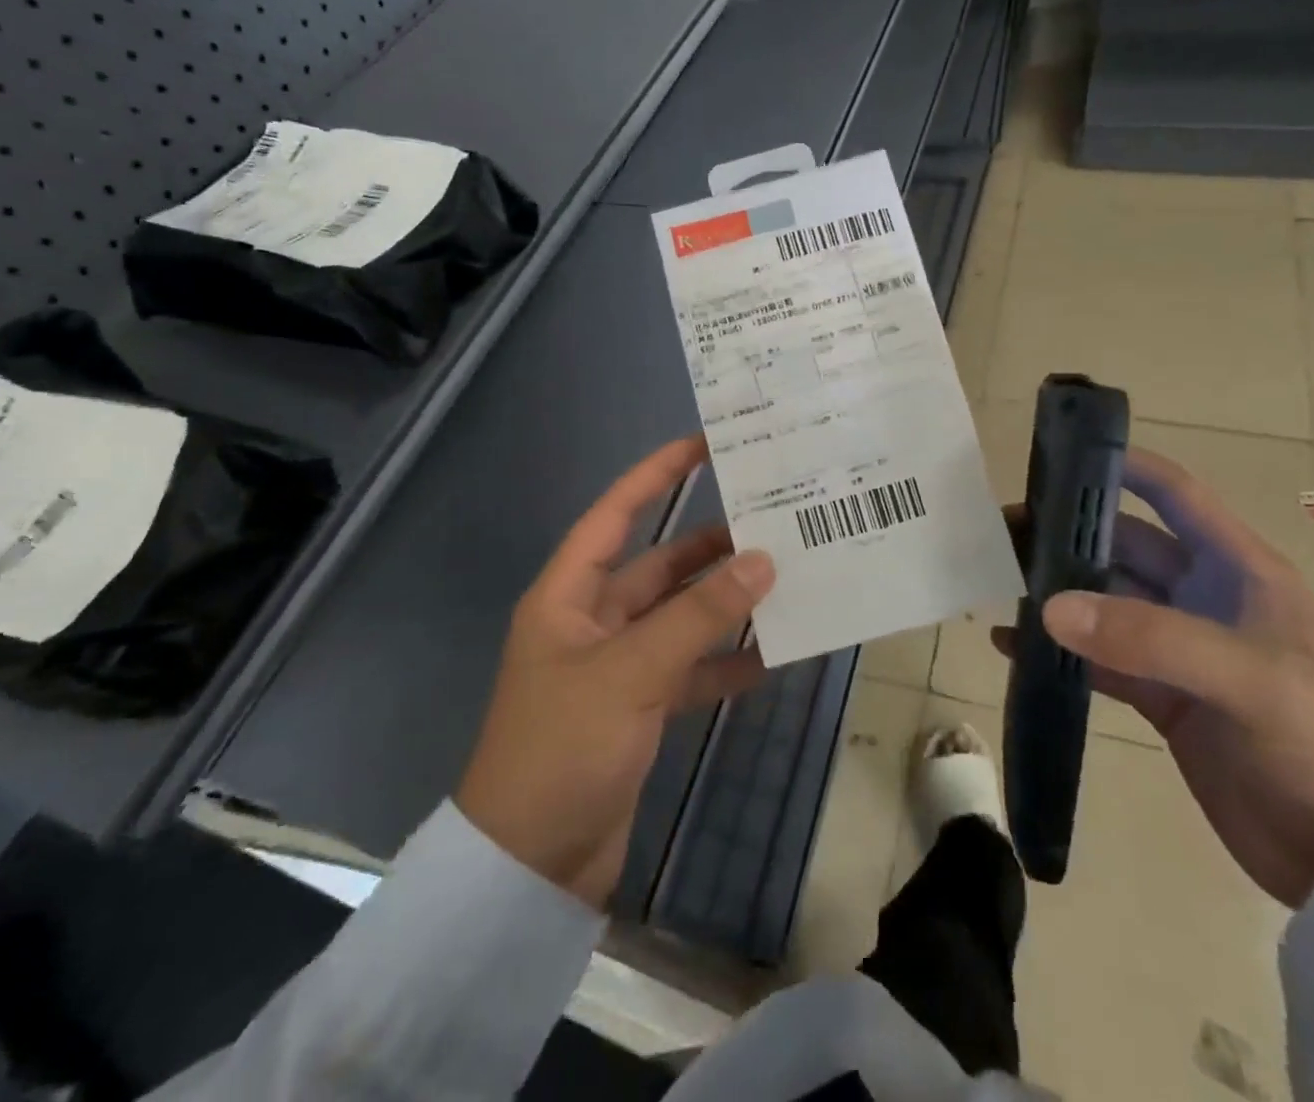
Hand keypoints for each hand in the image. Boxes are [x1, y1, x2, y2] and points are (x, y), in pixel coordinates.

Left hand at [456, 437, 772, 908]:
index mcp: (569, 596)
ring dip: (725, 605)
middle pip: (659, 567)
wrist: (528, 868)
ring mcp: (619, 666)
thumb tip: (761, 561)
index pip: (615, 514)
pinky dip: (725, 663)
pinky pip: (690, 669)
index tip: (703, 445)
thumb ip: (698, 617)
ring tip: (785, 580)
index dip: (654, 475)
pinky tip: (771, 656)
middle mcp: (594, 621)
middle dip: (711, 547)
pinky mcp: (640, 708)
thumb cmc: (562, 748)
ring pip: (681, 618)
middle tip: (772, 522)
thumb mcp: (630, 673)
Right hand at [994, 448, 1313, 907]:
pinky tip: (1011, 645)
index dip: (1124, 467)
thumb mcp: (1246, 677)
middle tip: (1000, 534)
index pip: (1175, 495)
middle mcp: (1203, 597)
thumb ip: (1149, 637)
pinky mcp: (1163, 697)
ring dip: (1057, 592)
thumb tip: (1051, 608)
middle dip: (1067, 535)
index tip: (1059, 459)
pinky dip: (1058, 650)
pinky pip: (1099, 661)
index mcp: (1237, 569)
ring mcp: (1179, 648)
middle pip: (1123, 547)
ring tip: (997, 583)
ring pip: (1104, 602)